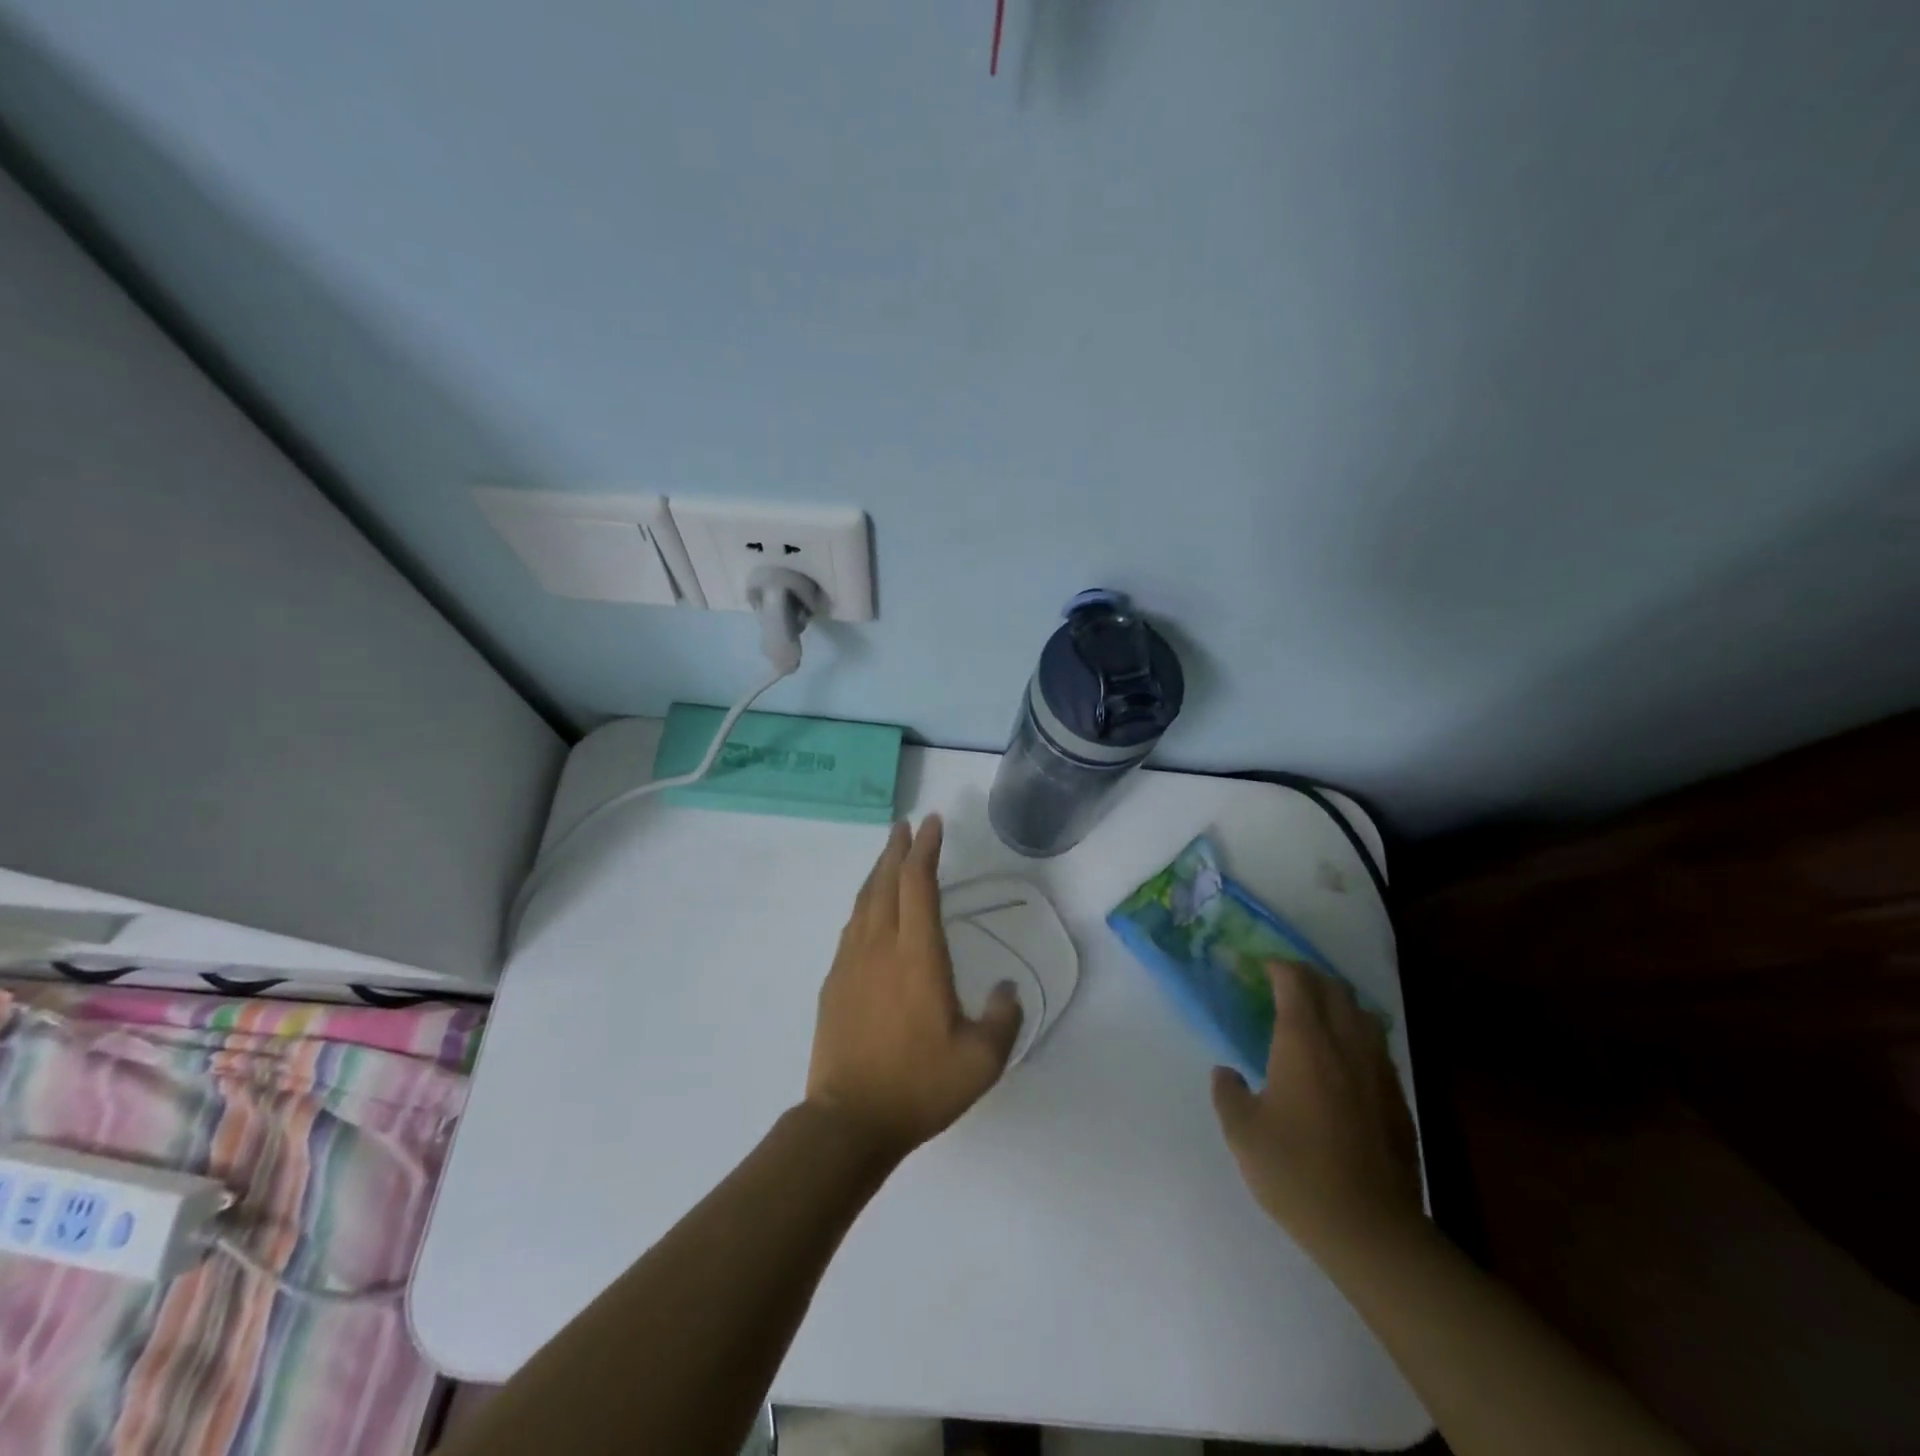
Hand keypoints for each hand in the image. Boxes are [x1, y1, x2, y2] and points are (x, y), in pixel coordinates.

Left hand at [805, 815, 1022, 1162]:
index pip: (919, 884)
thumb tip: (1007, 988)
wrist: (848, 1120)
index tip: (932, 823)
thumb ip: (1003, 1018)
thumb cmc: (919, 1086)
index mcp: (917, 955)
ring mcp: (850, 963)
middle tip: (905, 826)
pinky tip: (868, 912)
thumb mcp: (981, 1060)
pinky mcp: (834, 983)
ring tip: (888, 856)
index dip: (926, 849)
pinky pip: (850, 928)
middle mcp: (880, 947)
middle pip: (885, 882)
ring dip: (877, 873)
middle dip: (897, 849)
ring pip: (863, 901)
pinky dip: (863, 905)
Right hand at [1211, 961, 1422, 1260]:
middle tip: (1285, 983)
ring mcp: (1378, 1071)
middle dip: (1309, 977)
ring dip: (1338, 1002)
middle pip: (1334, 990)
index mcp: (1304, 1042)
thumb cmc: (1296, 1172)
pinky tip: (1344, 1060)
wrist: (1371, 1230)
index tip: (1260, 967)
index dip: (1278, 967)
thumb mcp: (1242, 1132)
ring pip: (1362, 1015)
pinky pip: (1376, 1047)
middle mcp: (1345, 1044)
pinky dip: (1356, 1035)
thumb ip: (1228, 1093)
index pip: (1295, 982)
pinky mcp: (1397, 1099)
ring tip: (1316, 1013)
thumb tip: (1227, 1073)